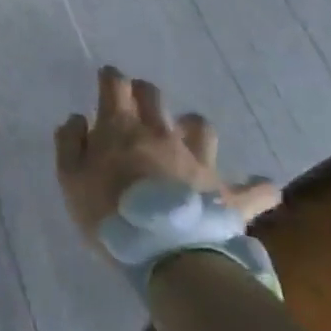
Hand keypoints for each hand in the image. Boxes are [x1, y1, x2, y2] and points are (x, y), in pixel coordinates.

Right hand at [54, 67, 280, 248]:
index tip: (107, 78)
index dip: (110, 77)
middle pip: (154, 96)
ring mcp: (197, 161)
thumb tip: (79, 119)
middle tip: (138, 101)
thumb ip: (70, 144)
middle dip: (144, 92)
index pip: (114, 85)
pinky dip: (257, 188)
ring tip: (188, 137)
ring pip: (201, 127)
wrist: (165, 253)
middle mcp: (160, 133)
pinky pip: (254, 189)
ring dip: (192, 128)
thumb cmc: (108, 213)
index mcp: (121, 128)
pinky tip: (260, 188)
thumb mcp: (70, 179)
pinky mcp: (227, 193)